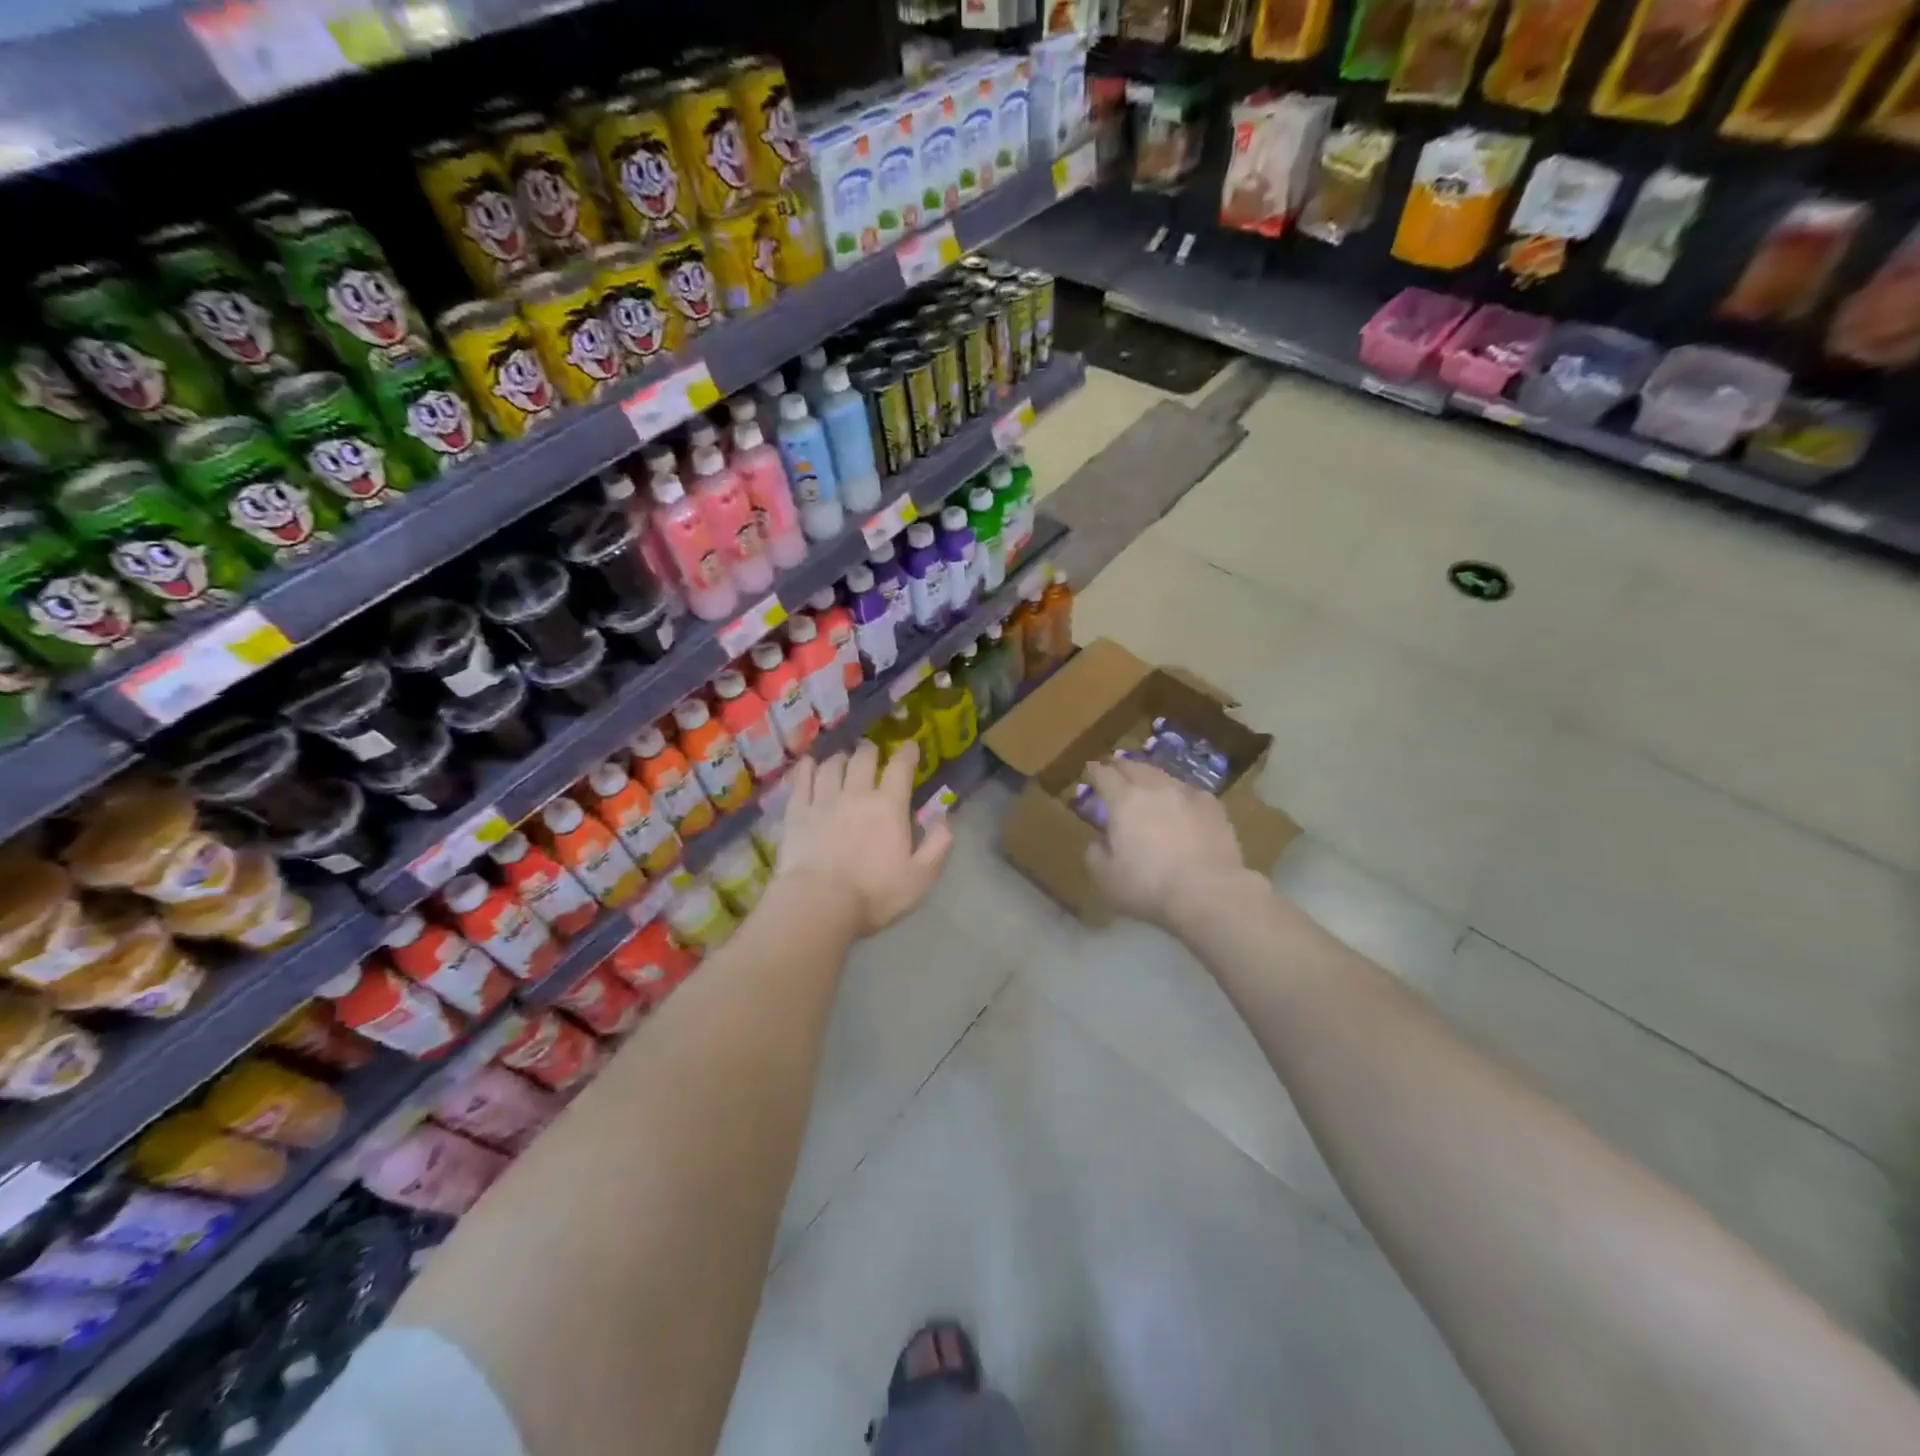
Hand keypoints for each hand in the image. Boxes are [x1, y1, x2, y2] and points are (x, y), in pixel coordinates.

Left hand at [775, 741, 952, 937]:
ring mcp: (823, 800)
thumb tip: (944, 817)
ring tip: (842, 759)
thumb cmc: (875, 893)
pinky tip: (808, 763)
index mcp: (889, 806)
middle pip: (863, 759)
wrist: (820, 903)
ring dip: (840, 758)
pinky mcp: (797, 813)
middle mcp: (856, 794)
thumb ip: (938, 844)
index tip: (909, 746)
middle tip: (872, 751)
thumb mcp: (921, 877)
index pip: (900, 767)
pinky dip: (806, 768)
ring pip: (831, 765)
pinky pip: (801, 781)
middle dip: (870, 750)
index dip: (907, 752)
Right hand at [1084, 756, 1250, 928]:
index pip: (1104, 774)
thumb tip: (1100, 840)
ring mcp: (1186, 793)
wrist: (1208, 892)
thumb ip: (1095, 852)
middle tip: (1115, 772)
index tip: (1090, 772)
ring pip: (1162, 774)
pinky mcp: (1212, 805)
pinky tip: (1180, 804)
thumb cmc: (1149, 886)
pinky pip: (1188, 790)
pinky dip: (1177, 793)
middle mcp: (1154, 787)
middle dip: (1120, 767)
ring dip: (1149, 776)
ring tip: (1147, 784)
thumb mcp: (1105, 877)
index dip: (1094, 771)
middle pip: (1133, 766)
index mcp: (1123, 800)